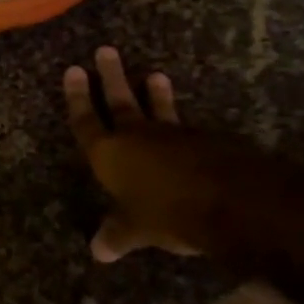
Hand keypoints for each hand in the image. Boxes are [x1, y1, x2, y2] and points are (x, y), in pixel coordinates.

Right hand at [63, 46, 225, 262]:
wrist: (229, 201)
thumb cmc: (167, 213)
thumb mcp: (137, 230)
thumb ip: (117, 234)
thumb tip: (97, 252)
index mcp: (109, 154)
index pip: (86, 120)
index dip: (78, 97)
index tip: (74, 70)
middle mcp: (135, 136)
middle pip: (119, 102)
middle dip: (110, 77)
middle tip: (106, 51)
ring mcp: (171, 135)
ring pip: (156, 109)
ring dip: (153, 94)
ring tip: (154, 76)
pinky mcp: (203, 142)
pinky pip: (185, 127)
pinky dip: (180, 121)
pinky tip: (186, 126)